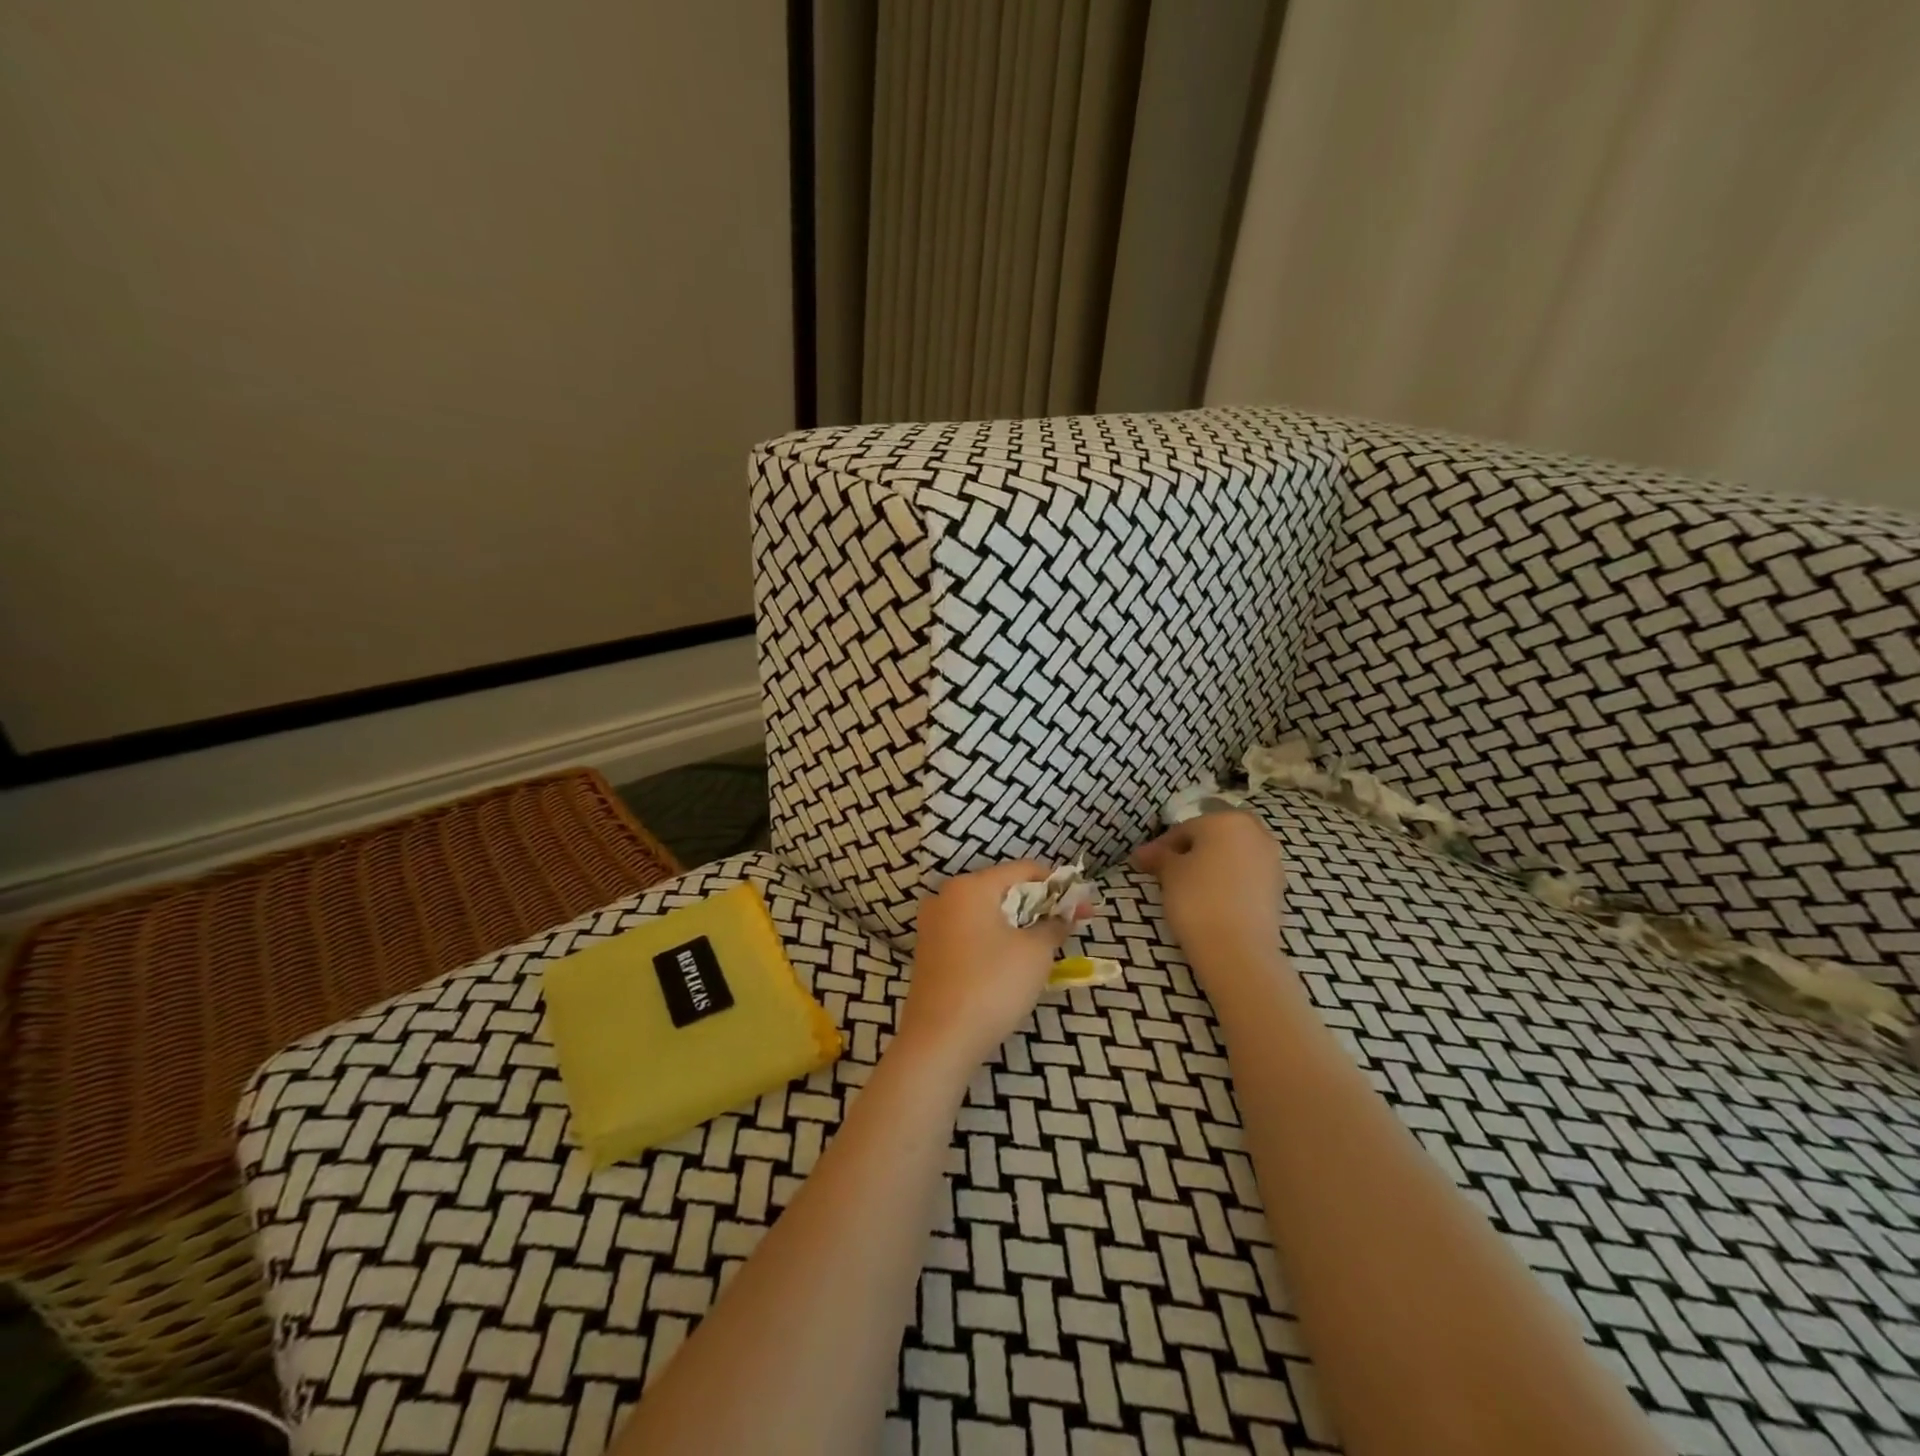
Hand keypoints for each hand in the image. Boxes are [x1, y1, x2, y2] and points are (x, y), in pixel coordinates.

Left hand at [901, 862, 1081, 1070]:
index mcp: (970, 886)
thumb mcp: (1035, 953)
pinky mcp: (929, 952)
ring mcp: (933, 925)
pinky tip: (1014, 960)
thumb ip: (1053, 925)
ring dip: (1019, 923)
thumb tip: (1063, 915)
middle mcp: (946, 897)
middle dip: (1039, 905)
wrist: (939, 1039)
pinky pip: (971, 933)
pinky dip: (996, 938)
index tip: (1084, 906)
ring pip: (986, 913)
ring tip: (1047, 943)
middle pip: (1003, 889)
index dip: (1058, 885)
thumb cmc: (992, 985)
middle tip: (1069, 925)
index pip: (1023, 870)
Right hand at [1131, 811, 1287, 975]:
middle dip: (1191, 851)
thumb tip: (1143, 853)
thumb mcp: (1169, 873)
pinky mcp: (1277, 887)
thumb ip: (1159, 856)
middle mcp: (1255, 832)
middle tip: (1168, 872)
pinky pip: (1245, 875)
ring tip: (1189, 888)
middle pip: (1213, 837)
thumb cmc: (1197, 899)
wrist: (1237, 950)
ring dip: (1211, 865)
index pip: (1185, 828)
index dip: (1161, 847)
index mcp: (1226, 820)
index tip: (1145, 864)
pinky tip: (1212, 900)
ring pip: (1231, 855)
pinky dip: (1228, 881)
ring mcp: (1271, 860)